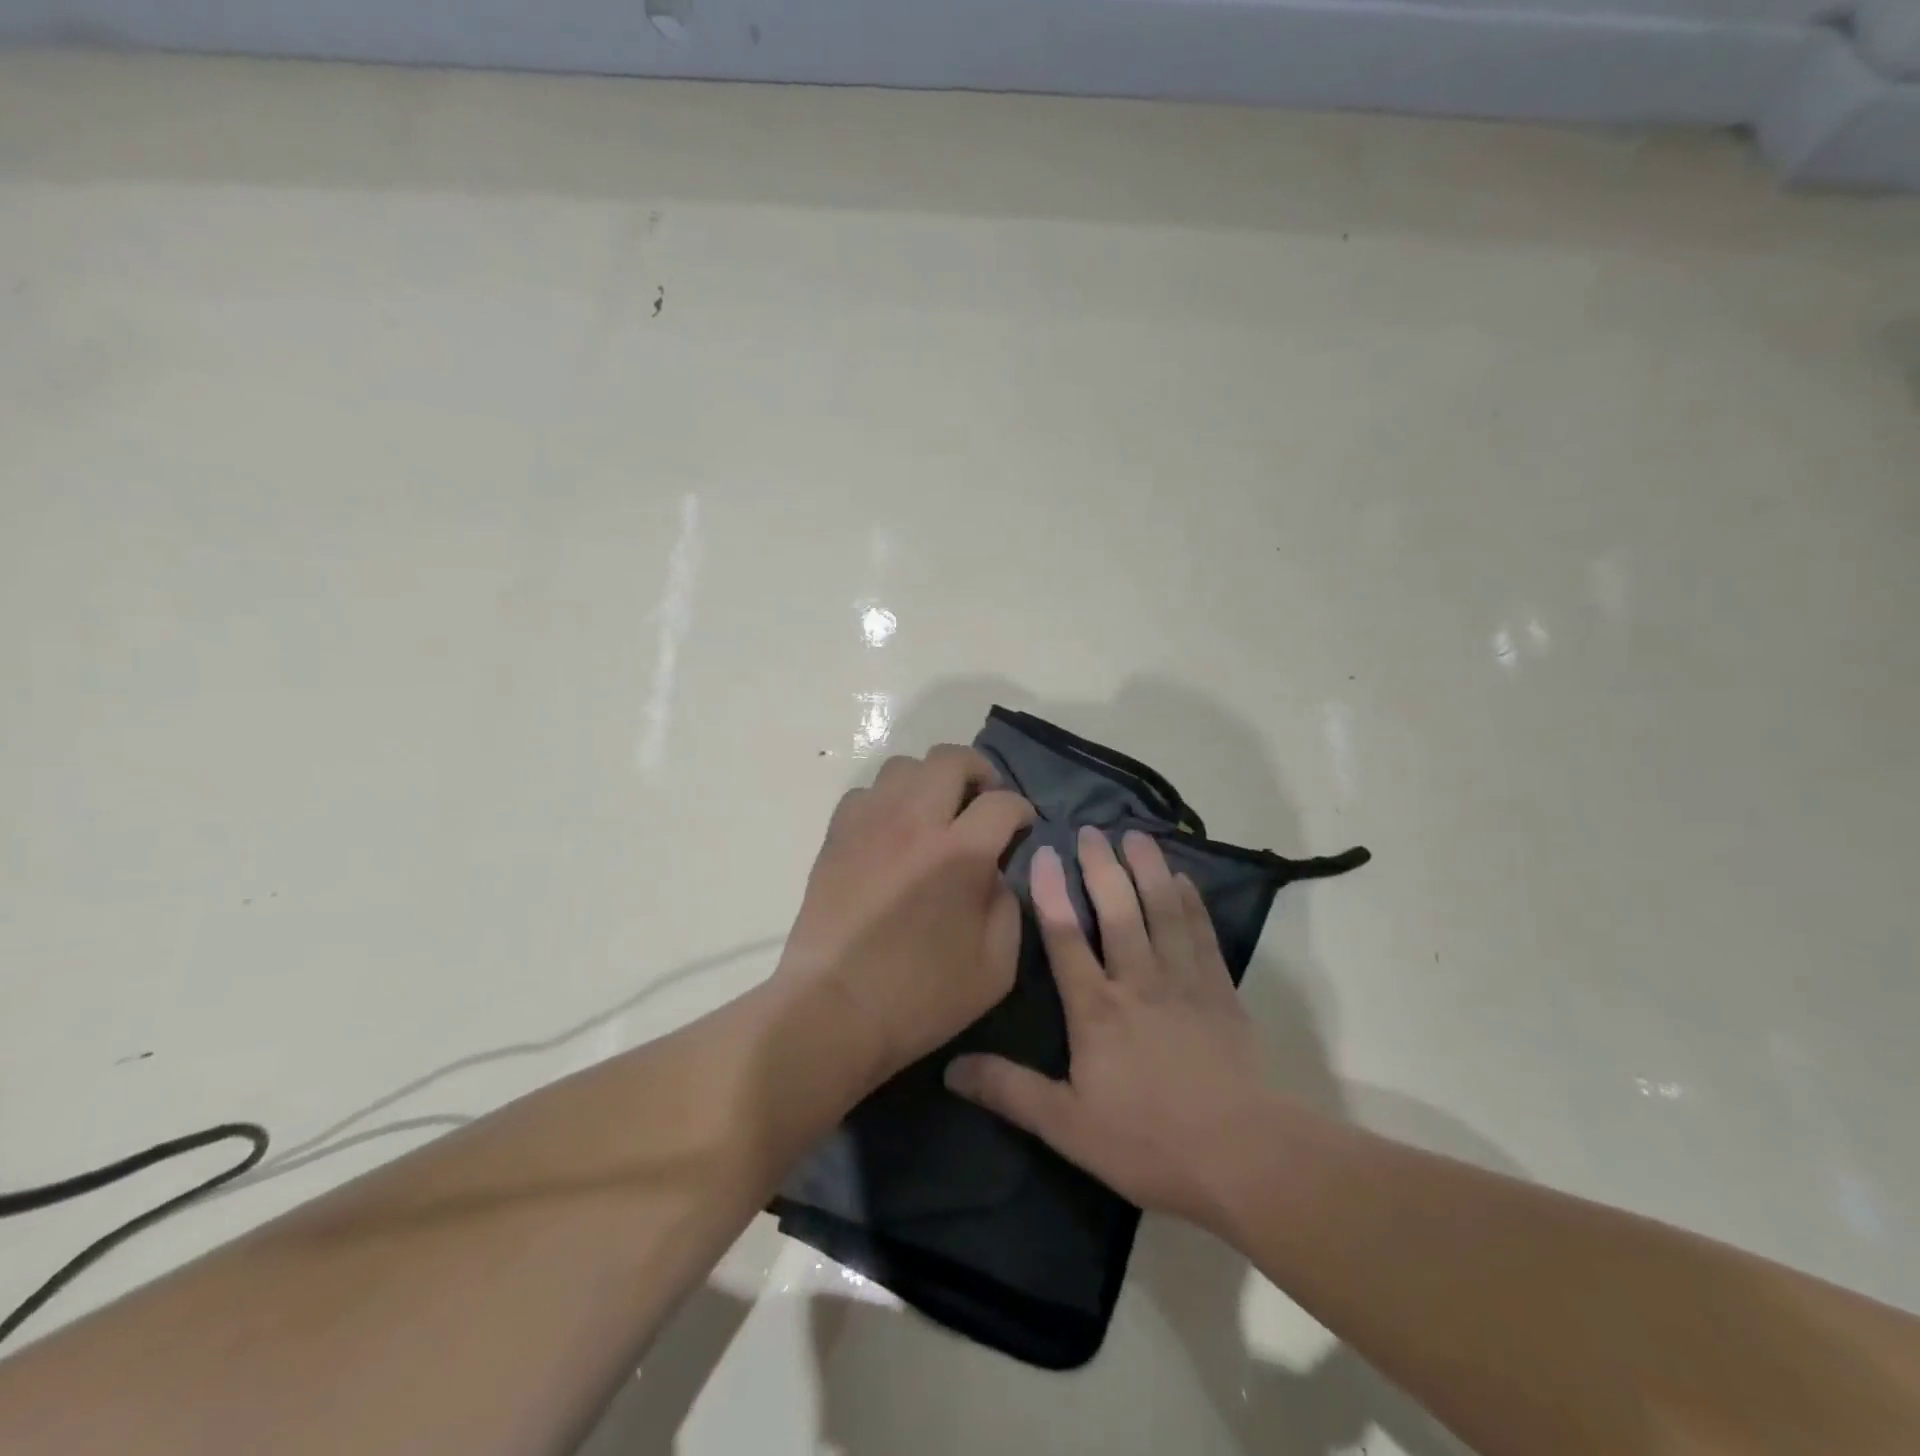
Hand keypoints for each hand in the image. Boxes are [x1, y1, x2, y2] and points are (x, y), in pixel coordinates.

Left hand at [774, 745, 1035, 1092]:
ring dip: (931, 780)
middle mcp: (915, 822)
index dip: (1021, 810)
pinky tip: (894, 831)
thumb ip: (1010, 907)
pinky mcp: (837, 835)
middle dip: (979, 772)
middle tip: (984, 802)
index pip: (1002, 802)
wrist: (833, 1010)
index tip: (1022, 826)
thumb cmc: (920, 998)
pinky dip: (889, 800)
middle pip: (951, 758)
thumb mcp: (996, 967)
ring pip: (905, 766)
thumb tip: (998, 872)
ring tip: (937, 812)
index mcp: (960, 853)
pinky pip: (867, 793)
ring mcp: (870, 823)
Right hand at [944, 826, 1272, 1229]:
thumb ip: (1010, 1091)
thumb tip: (950, 1068)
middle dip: (1101, 867)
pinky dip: (1192, 902)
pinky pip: (1202, 934)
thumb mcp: (1067, 1126)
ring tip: (1135, 836)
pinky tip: (1183, 880)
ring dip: (1147, 869)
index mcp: (1096, 1008)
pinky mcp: (1220, 991)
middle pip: (1117, 910)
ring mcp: (1184, 981)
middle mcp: (1138, 980)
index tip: (1042, 853)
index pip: (1065, 938)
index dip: (1050, 893)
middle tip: (1091, 831)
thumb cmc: (1149, 1142)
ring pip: (1162, 911)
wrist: (1244, 1157)